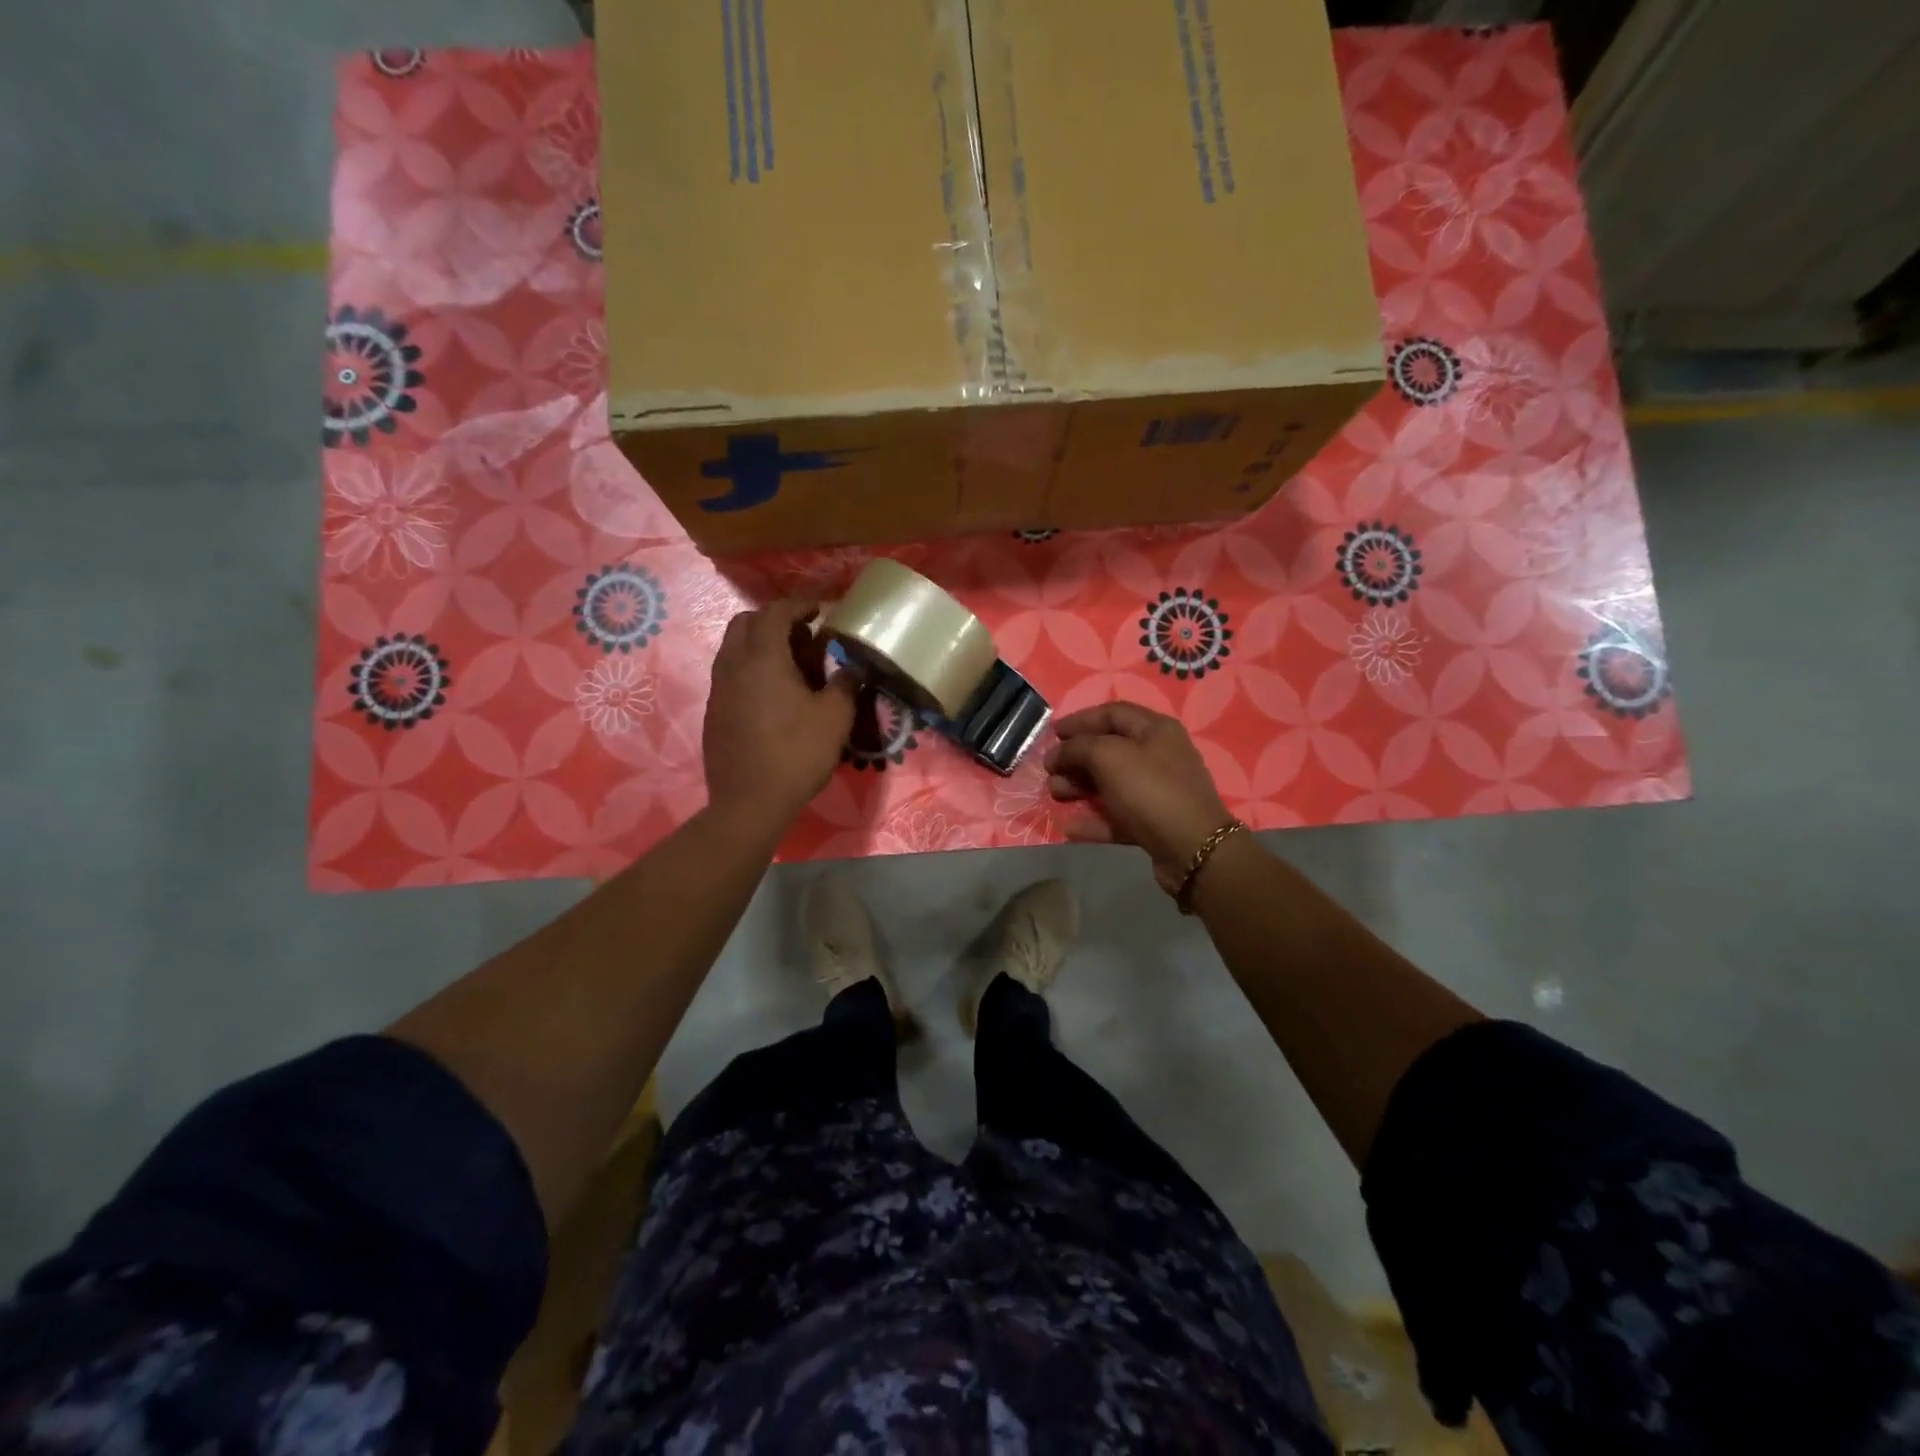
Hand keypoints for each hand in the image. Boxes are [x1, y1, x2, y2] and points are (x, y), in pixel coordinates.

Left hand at [703, 598, 856, 829]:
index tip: (820, 609)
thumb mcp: (835, 718)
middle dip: (774, 620)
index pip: (775, 612)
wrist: (749, 803)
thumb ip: (845, 684)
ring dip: (761, 645)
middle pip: (745, 623)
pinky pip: (730, 674)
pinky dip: (751, 669)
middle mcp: (733, 665)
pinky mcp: (713, 712)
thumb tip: (852, 668)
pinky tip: (774, 696)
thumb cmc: (797, 754)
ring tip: (792, 666)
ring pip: (734, 648)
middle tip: (804, 637)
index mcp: (762, 658)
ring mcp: (718, 689)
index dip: (799, 604)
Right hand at [1046, 702, 1233, 892]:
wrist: (1193, 849)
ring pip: (1110, 783)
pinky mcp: (1153, 823)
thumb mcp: (1109, 756)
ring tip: (1054, 794)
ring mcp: (1157, 791)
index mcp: (1155, 730)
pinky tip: (1069, 826)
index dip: (1080, 720)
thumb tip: (1057, 754)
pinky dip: (1093, 819)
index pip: (1112, 713)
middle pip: (1109, 749)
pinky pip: (1117, 816)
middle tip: (1050, 770)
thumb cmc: (1150, 790)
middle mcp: (1159, 756)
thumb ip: (1078, 748)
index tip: (1052, 733)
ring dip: (1079, 786)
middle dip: (1075, 757)